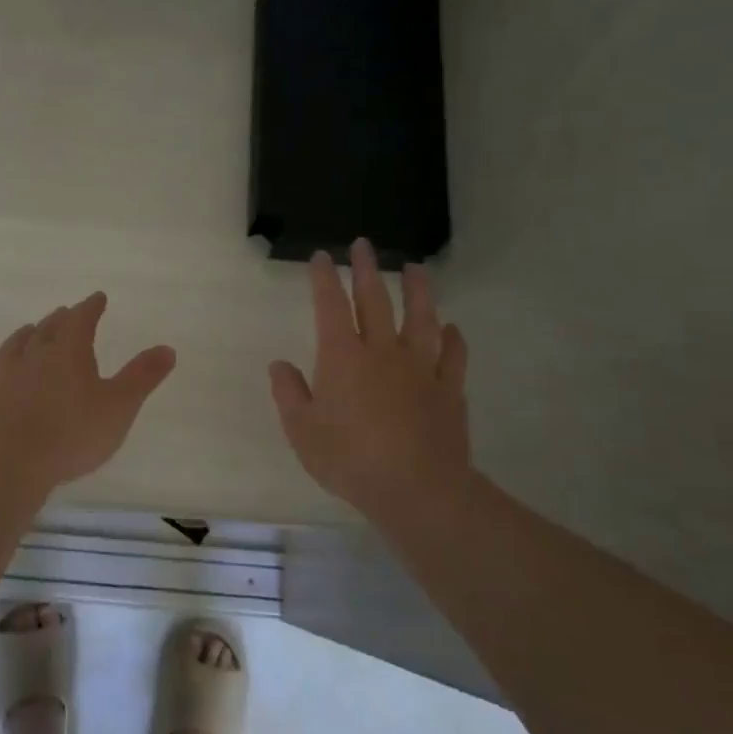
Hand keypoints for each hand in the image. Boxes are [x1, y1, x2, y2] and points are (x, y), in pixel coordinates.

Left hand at [0, 292, 177, 492]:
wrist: (11, 463)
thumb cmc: (73, 433)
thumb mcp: (119, 406)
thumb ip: (142, 377)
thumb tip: (167, 348)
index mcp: (67, 352)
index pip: (80, 319)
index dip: (90, 307)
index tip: (97, 298)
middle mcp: (34, 358)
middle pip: (46, 329)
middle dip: (59, 319)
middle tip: (65, 312)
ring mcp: (5, 379)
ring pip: (14, 348)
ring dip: (24, 337)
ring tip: (29, 331)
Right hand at [269, 240, 472, 523]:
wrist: (416, 488)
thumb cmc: (350, 459)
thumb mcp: (302, 431)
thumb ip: (289, 393)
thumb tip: (279, 365)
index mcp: (342, 357)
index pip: (330, 306)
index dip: (324, 278)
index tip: (321, 256)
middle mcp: (382, 351)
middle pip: (375, 300)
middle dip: (367, 270)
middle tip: (365, 244)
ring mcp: (420, 368)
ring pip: (420, 318)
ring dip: (418, 290)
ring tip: (416, 268)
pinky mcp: (448, 389)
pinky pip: (453, 356)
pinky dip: (453, 339)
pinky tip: (452, 328)